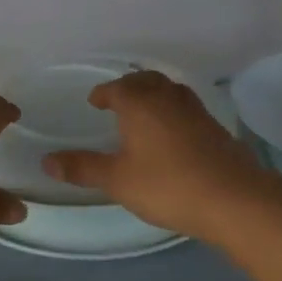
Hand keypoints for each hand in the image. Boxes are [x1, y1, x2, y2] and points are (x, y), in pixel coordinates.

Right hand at [42, 71, 275, 242]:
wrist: (234, 200)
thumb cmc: (167, 185)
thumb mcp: (117, 180)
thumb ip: (82, 168)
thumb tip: (47, 161)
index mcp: (140, 104)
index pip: (117, 87)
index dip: (104, 93)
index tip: (96, 101)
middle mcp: (168, 99)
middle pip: (147, 81)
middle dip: (130, 86)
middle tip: (118, 99)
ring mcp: (196, 112)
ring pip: (171, 92)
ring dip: (155, 95)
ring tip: (145, 111)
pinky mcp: (216, 130)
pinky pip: (187, 109)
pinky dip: (173, 112)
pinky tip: (172, 134)